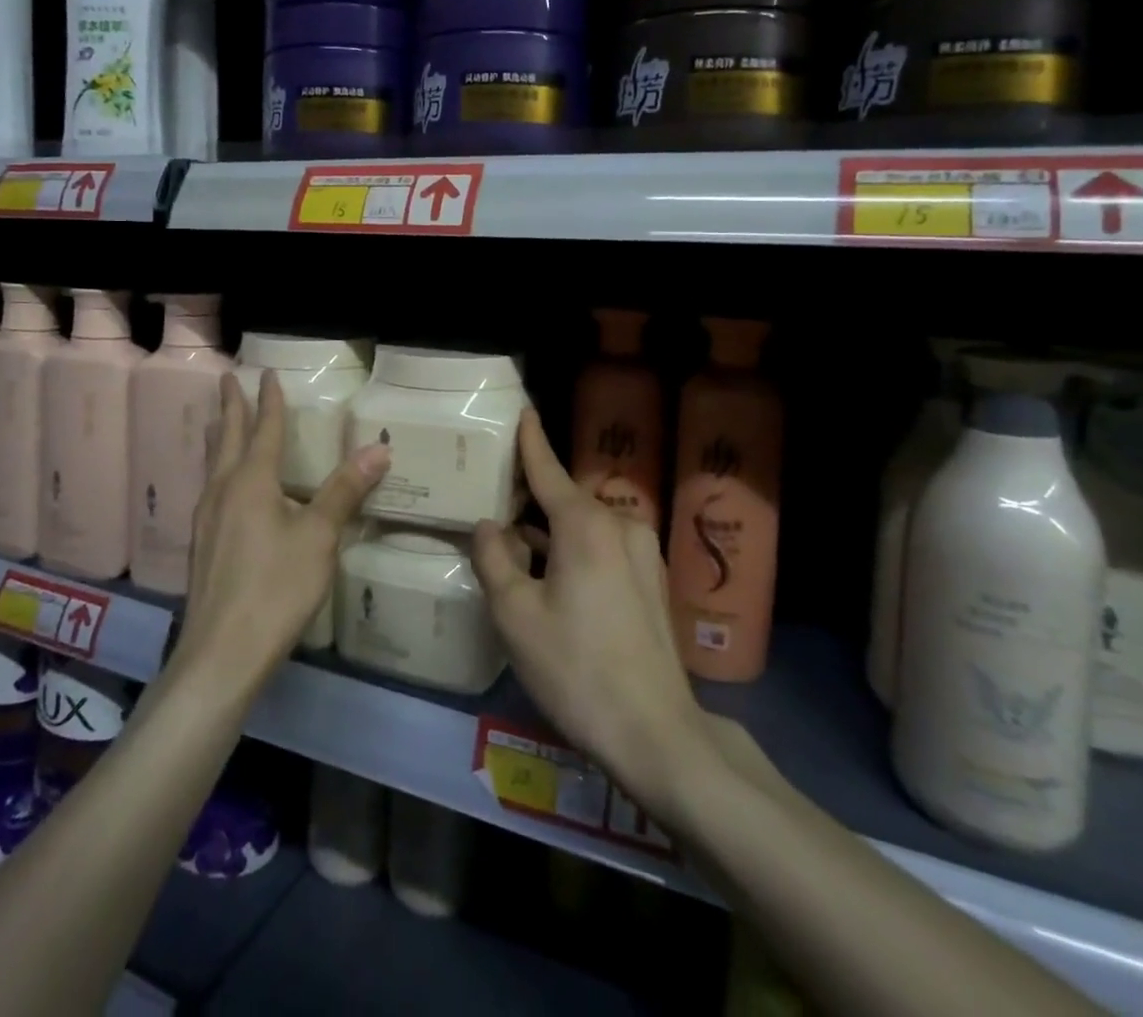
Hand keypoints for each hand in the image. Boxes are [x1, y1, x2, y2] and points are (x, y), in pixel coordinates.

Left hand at [176, 373, 388, 684]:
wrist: (221, 654)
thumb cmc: (275, 588)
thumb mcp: (319, 537)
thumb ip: (344, 491)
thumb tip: (378, 448)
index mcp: (251, 482)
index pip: (263, 430)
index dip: (269, 401)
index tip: (267, 374)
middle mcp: (222, 491)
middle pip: (227, 438)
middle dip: (231, 407)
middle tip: (228, 379)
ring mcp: (206, 520)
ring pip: (212, 464)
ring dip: (219, 436)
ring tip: (217, 421)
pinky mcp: (202, 546)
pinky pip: (210, 489)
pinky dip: (218, 468)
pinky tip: (221, 487)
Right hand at [472, 411, 715, 818]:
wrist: (654, 732)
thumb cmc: (575, 667)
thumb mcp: (515, 614)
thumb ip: (494, 559)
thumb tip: (488, 525)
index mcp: (586, 524)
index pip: (550, 470)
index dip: (531, 441)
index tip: (523, 411)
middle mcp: (620, 526)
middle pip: (567, 499)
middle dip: (533, 498)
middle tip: (497, 499)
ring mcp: (643, 554)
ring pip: (585, 527)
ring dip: (552, 532)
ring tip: (516, 543)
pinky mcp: (652, 582)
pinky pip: (604, 549)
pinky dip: (574, 551)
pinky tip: (552, 577)